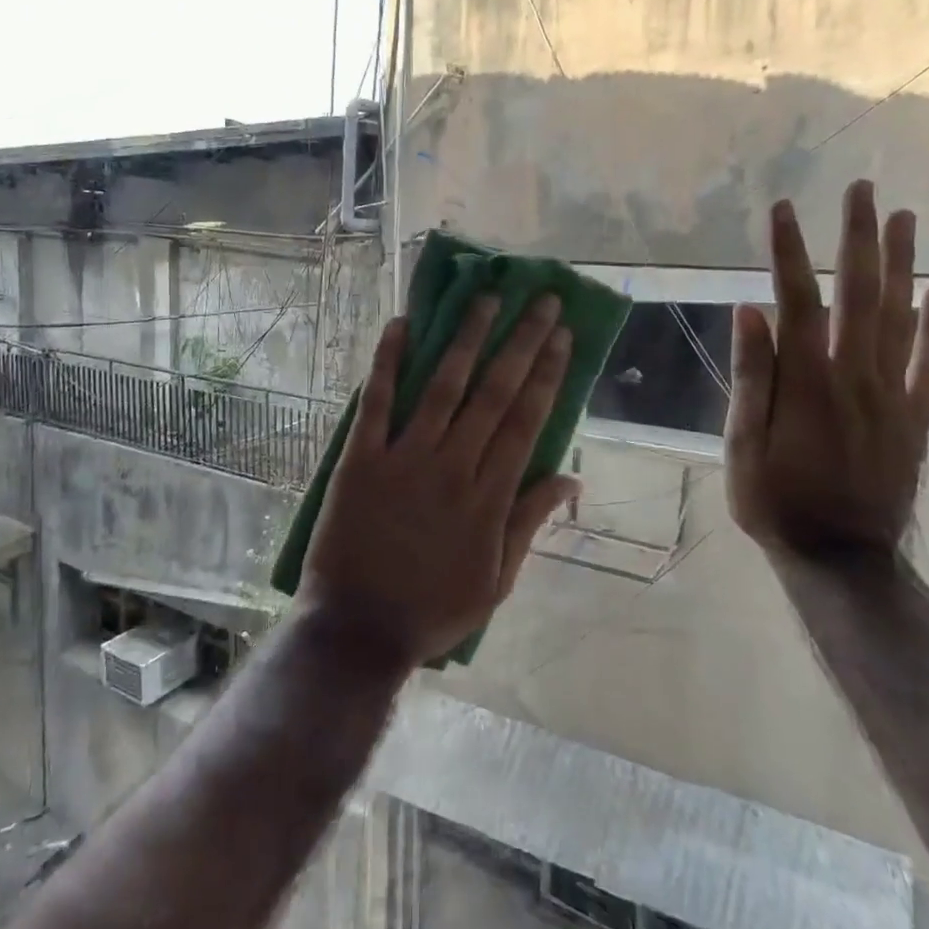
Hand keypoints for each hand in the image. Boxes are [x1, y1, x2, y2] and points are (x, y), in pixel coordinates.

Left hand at [296, 295, 579, 671]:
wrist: (359, 629)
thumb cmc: (433, 610)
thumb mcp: (497, 581)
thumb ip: (529, 523)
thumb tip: (570, 478)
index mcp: (488, 498)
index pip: (525, 421)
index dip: (546, 374)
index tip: (561, 336)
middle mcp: (452, 467)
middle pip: (493, 393)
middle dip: (520, 343)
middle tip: (540, 301)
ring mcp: (404, 459)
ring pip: (442, 387)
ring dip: (466, 339)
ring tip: (486, 299)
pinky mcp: (361, 459)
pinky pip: (376, 403)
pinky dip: (387, 363)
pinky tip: (400, 326)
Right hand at [725, 179, 928, 562]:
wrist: (841, 557)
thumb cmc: (776, 501)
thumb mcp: (742, 444)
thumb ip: (751, 377)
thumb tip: (750, 312)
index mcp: (807, 383)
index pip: (797, 302)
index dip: (789, 253)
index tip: (782, 209)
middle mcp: (855, 376)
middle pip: (860, 294)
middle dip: (857, 238)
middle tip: (861, 189)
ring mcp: (892, 395)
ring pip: (902, 317)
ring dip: (901, 263)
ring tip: (902, 216)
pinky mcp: (915, 417)